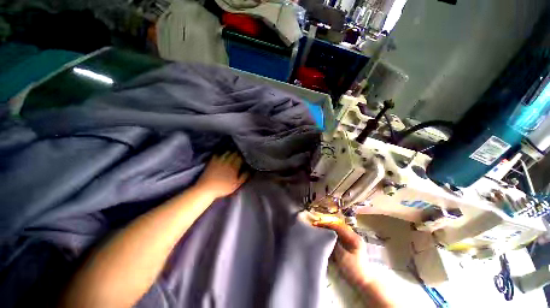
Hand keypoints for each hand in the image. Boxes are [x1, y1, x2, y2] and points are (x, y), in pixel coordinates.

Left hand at [196, 152, 248, 198]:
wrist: (206, 189)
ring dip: (230, 152)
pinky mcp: (212, 161)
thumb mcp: (236, 185)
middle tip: (240, 154)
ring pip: (226, 152)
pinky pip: (217, 154)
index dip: (243, 157)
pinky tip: (222, 154)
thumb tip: (249, 170)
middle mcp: (227, 162)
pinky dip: (221, 153)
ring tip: (232, 153)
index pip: (240, 158)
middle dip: (238, 153)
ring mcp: (219, 161)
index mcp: (234, 167)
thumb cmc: (223, 188)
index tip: (245, 158)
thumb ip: (244, 177)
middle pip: (234, 154)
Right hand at [314, 221, 396, 306]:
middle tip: (316, 226)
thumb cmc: (354, 270)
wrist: (364, 283)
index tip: (316, 224)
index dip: (326, 224)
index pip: (338, 227)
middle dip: (326, 226)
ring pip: (337, 232)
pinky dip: (330, 236)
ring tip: (318, 230)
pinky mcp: (348, 246)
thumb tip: (325, 235)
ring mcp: (351, 241)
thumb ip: (335, 245)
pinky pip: (337, 238)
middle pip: (337, 228)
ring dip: (328, 231)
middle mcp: (353, 237)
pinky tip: (324, 237)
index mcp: (354, 238)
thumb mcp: (343, 257)